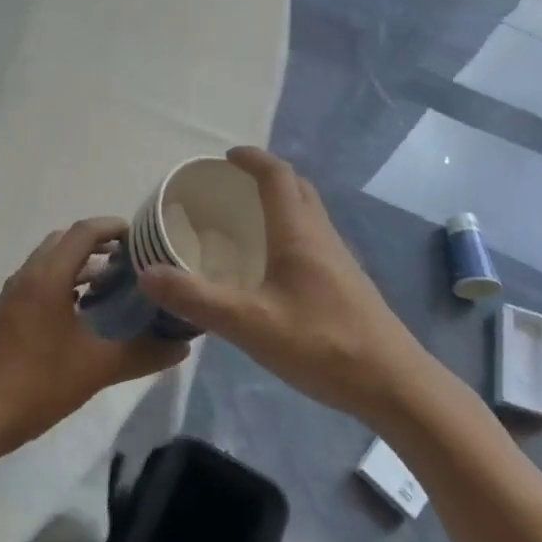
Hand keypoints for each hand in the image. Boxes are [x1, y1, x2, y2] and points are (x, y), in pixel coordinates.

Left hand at [0, 217, 188, 461]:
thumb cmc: (38, 383)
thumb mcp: (98, 368)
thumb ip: (143, 354)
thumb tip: (183, 346)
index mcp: (47, 277)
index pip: (83, 232)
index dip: (113, 227)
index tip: (141, 238)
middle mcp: (26, 276)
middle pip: (64, 241)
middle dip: (97, 244)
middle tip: (130, 262)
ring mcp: (11, 295)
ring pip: (49, 262)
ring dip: (78, 265)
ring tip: (111, 286)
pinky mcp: (4, 315)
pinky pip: (37, 282)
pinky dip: (62, 283)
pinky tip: (80, 315)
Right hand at [139, 147, 425, 422]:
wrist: (394, 385)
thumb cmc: (322, 344)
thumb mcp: (249, 324)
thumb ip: (196, 298)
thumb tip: (148, 273)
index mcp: (299, 234)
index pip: (277, 176)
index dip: (252, 159)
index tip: (225, 157)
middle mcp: (322, 236)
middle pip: (297, 187)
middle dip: (266, 175)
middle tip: (232, 186)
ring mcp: (339, 260)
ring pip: (308, 213)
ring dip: (280, 202)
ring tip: (246, 221)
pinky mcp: (346, 284)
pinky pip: (313, 239)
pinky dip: (289, 231)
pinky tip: (272, 267)